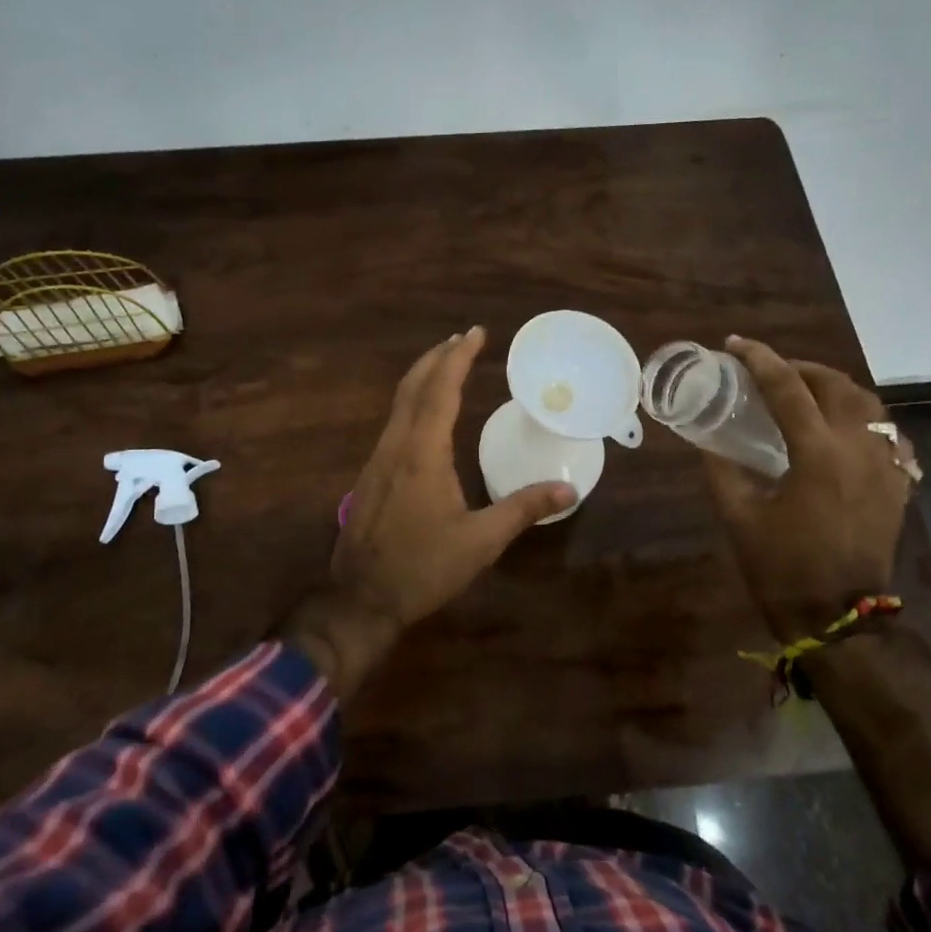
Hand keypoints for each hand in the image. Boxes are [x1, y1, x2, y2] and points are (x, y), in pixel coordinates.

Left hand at [279, 327, 575, 698]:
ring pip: (398, 404)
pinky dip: (412, 402)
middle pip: (413, 387)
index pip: (441, 391)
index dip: (458, 358)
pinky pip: (393, 422)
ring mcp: (377, 460)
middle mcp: (396, 446)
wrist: (361, 598)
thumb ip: (523, 509)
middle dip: (437, 358)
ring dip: (422, 378)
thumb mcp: (480, 541)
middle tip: (462, 339)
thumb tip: (569, 489)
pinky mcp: (370, 476)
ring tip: (446, 366)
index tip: (475, 333)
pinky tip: (424, 415)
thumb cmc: (423, 568)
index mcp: (423, 453)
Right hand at [703, 336, 915, 643]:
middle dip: (800, 368)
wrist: (837, 617)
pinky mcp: (897, 486)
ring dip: (834, 388)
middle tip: (770, 371)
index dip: (759, 359)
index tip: (735, 345)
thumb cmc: (781, 567)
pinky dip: (865, 419)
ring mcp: (886, 467)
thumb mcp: (738, 515)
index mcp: (818, 454)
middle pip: (836, 385)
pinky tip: (846, 428)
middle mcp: (859, 449)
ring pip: (868, 404)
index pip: (787, 388)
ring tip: (806, 391)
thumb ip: (721, 469)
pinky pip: (889, 435)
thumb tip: (707, 439)